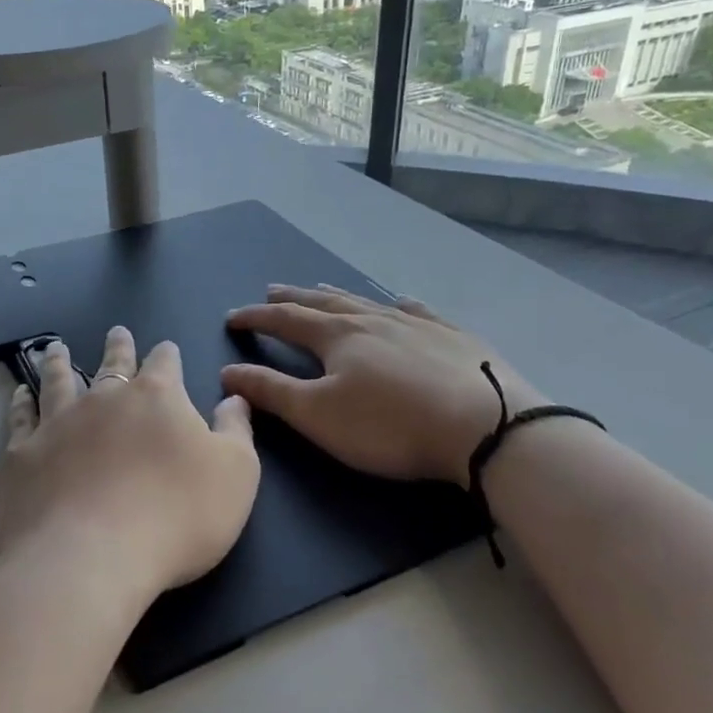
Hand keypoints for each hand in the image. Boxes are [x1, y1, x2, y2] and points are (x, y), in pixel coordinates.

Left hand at [0, 327, 260, 610]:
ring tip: (55, 348)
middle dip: (117, 346)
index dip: (167, 354)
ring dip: (59, 361)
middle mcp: (105, 398)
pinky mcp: (22, 454)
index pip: (164, 363)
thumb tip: (234, 398)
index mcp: (157, 398)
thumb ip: (236, 431)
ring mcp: (58, 423)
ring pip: (58, 379)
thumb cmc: (176, 517)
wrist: (89, 560)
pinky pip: (21, 417)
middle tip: (115, 332)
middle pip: (112, 363)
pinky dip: (21, 401)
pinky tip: (20, 393)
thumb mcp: (236, 475)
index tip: (166, 348)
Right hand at [220, 285, 546, 489]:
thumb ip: (271, 392)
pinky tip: (400, 301)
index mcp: (337, 337)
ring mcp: (416, 324)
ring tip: (322, 287)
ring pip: (366, 301)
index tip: (233, 316)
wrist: (484, 425)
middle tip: (272, 289)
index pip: (286, 320)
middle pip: (323, 302)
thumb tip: (228, 371)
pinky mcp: (454, 336)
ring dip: (338, 294)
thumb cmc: (390, 425)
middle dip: (293, 297)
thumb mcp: (318, 415)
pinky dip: (400, 304)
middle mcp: (372, 319)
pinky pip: (418, 311)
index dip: (257, 317)